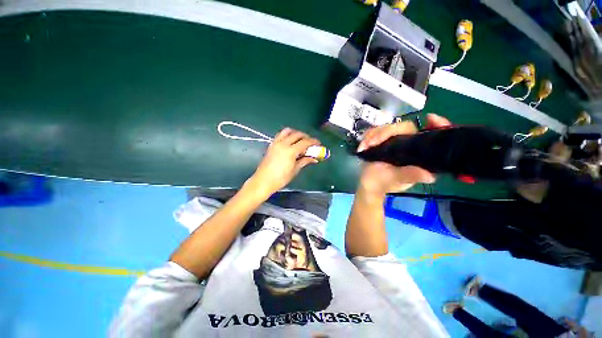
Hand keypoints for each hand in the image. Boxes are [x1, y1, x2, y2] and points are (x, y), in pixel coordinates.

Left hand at [248, 128, 319, 196]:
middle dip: (305, 136)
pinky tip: (290, 142)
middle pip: (297, 134)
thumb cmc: (280, 178)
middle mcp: (283, 144)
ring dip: (295, 133)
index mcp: (290, 151)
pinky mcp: (271, 145)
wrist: (263, 181)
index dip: (313, 142)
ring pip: (287, 131)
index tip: (318, 143)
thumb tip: (314, 159)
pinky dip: (287, 135)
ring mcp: (276, 143)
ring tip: (300, 140)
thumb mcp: (295, 170)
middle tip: (310, 143)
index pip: (304, 142)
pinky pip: (280, 135)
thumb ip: (304, 161)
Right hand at [356, 114, 451, 196]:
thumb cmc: (383, 183)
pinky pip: (375, 132)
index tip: (430, 118)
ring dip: (374, 135)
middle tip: (372, 143)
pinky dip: (368, 137)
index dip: (435, 125)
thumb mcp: (397, 180)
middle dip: (386, 132)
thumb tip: (430, 176)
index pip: (428, 134)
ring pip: (387, 128)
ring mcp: (393, 141)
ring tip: (365, 146)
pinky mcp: (381, 140)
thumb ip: (410, 175)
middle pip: (403, 127)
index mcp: (416, 152)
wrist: (368, 184)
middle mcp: (407, 144)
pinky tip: (363, 146)